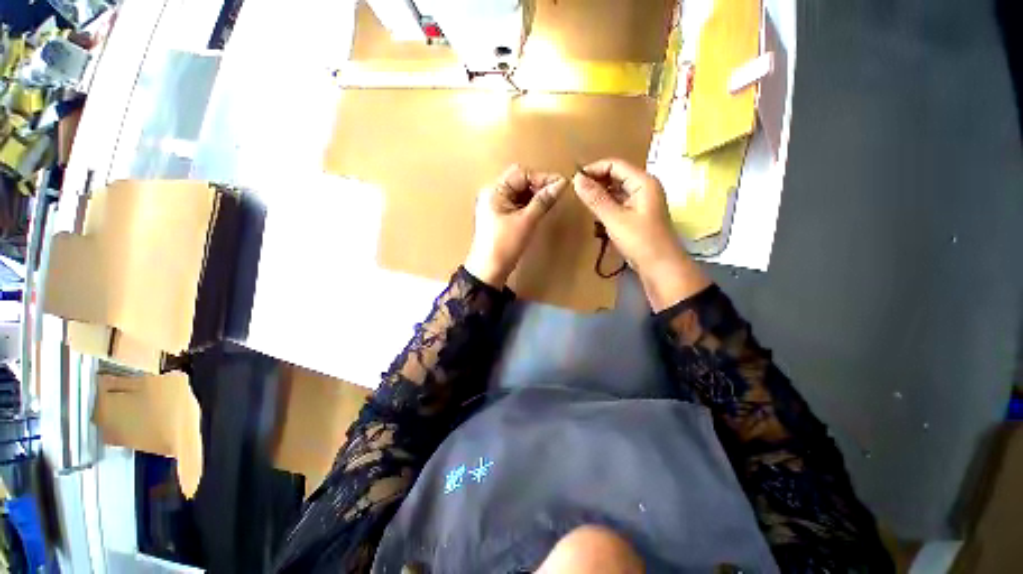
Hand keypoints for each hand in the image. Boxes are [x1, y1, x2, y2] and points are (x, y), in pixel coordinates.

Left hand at [465, 165, 567, 286]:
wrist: (489, 271)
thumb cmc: (504, 245)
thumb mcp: (526, 222)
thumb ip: (543, 201)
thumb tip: (562, 183)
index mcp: (494, 190)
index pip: (521, 173)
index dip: (541, 177)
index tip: (561, 185)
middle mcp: (493, 194)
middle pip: (519, 181)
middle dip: (539, 186)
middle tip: (556, 194)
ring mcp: (496, 206)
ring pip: (519, 193)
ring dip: (535, 196)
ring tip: (551, 202)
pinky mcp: (500, 217)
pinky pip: (517, 204)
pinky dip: (529, 205)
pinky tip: (540, 210)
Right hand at [573, 158, 709, 310]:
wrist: (661, 267)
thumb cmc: (640, 241)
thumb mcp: (615, 218)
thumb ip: (595, 198)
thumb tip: (576, 179)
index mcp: (643, 182)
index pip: (615, 164)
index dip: (594, 169)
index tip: (575, 180)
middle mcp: (644, 187)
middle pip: (616, 176)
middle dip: (596, 182)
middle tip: (577, 192)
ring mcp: (642, 202)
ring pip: (617, 190)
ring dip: (600, 195)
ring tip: (584, 203)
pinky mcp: (638, 215)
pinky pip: (619, 203)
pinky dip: (606, 206)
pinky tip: (595, 214)